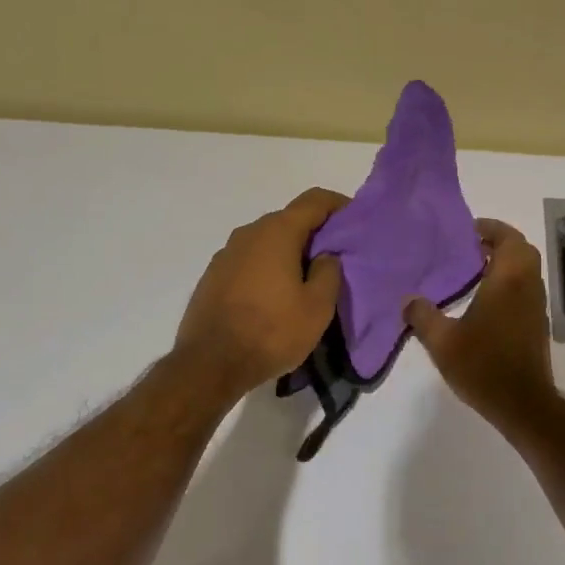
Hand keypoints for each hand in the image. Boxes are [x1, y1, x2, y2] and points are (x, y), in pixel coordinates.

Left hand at [174, 187, 347, 402]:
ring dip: (288, 253)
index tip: (355, 222)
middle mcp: (248, 233)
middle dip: (314, 233)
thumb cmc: (271, 332)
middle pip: (289, 220)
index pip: (314, 201)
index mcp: (277, 232)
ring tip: (305, 280)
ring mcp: (226, 254)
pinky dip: (267, 268)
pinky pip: (249, 261)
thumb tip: (325, 255)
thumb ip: (329, 272)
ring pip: (266, 242)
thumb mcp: (317, 308)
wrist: (209, 364)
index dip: (338, 205)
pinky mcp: (213, 276)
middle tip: (335, 258)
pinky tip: (274, 296)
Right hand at [405, 219, 556, 425]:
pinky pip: (525, 289)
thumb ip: (422, 316)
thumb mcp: (442, 342)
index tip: (467, 230)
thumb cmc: (483, 366)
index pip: (508, 239)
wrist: (522, 404)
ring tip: (473, 270)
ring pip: (526, 271)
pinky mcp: (536, 325)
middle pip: (521, 251)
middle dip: (499, 242)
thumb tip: (408, 299)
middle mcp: (527, 287)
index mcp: (507, 281)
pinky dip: (509, 282)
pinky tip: (483, 300)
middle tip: (470, 247)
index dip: (491, 228)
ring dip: (505, 263)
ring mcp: (535, 307)